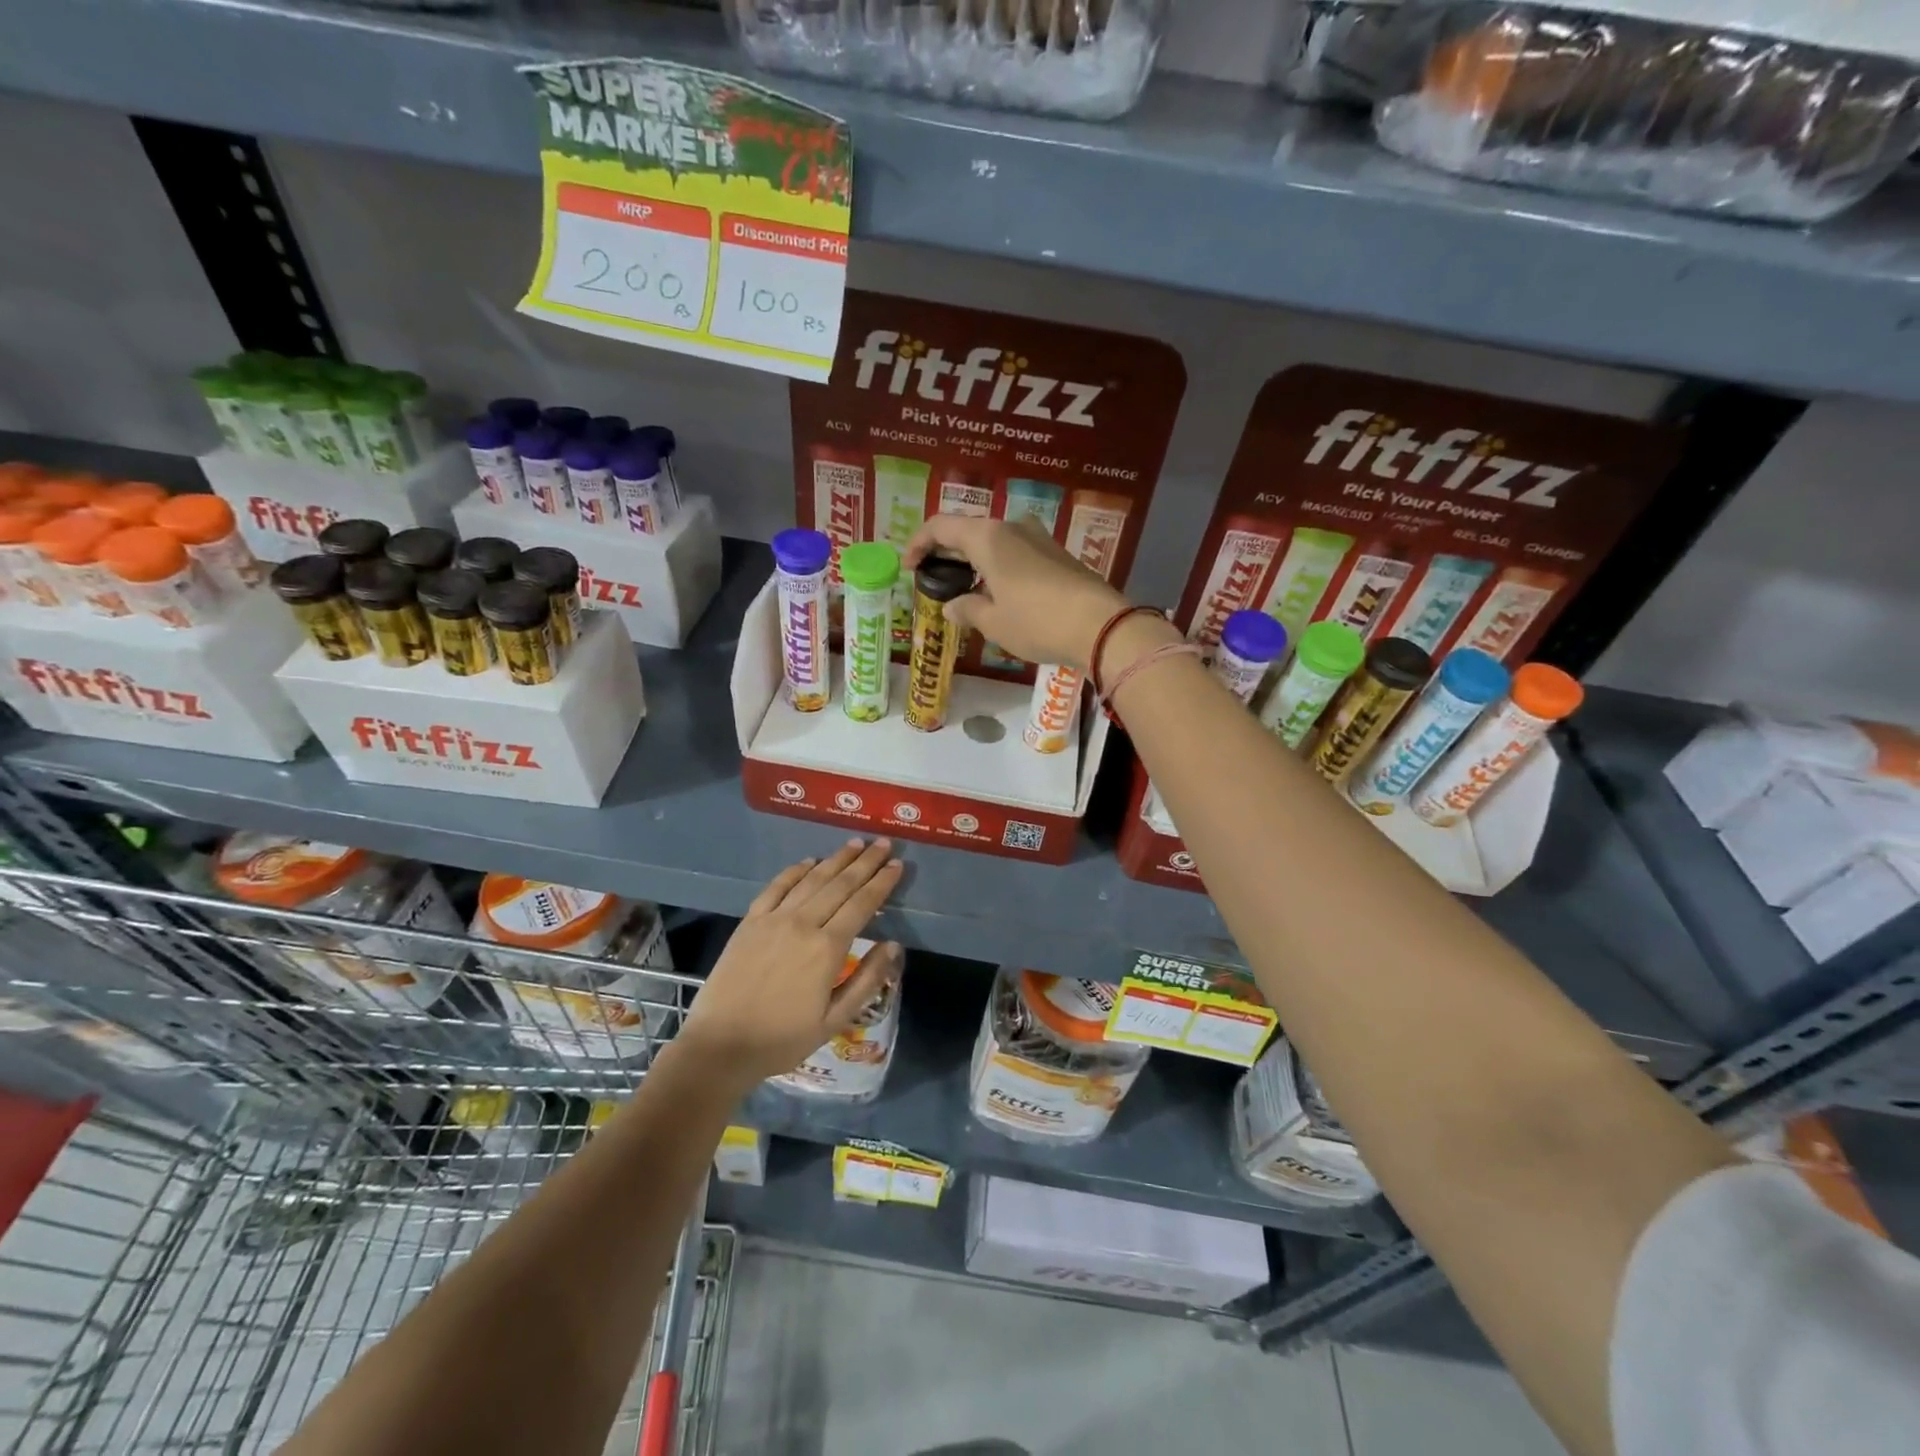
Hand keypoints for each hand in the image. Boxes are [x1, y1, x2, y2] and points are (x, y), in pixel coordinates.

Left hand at [680, 839, 904, 1083]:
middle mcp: (803, 923)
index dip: (882, 883)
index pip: (862, 904)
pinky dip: (795, 871)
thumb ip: (867, 980)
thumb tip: (893, 945)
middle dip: (865, 862)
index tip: (898, 865)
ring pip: (811, 880)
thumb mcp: (834, 1020)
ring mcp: (773, 919)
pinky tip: (809, 862)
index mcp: (827, 948)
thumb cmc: (783, 1039)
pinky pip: (776, 887)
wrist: (720, 1046)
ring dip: (836, 859)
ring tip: (856, 844)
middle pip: (840, 884)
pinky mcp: (750, 921)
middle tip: (883, 843)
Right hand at [903, 514, 1126, 669]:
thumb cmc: (1037, 621)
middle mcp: (1012, 527)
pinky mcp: (1057, 554)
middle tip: (933, 576)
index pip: (941, 526)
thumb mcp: (994, 622)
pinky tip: (998, 592)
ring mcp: (1038, 538)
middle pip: (968, 530)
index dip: (918, 543)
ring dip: (974, 560)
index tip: (908, 566)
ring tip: (965, 588)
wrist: (1100, 626)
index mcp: (988, 537)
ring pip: (994, 541)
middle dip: (946, 551)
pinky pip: (1016, 552)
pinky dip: (998, 566)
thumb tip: (951, 605)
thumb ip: (967, 609)